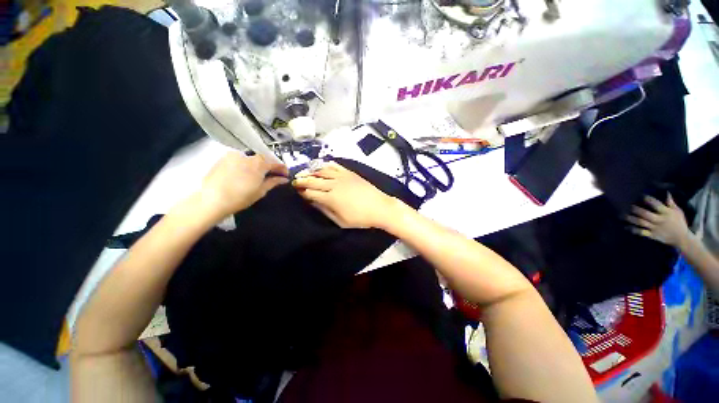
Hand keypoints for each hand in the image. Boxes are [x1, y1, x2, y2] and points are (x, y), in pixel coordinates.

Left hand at [199, 152, 287, 218]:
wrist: (212, 200)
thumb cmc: (240, 197)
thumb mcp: (261, 191)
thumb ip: (273, 182)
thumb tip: (284, 179)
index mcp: (259, 163)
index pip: (275, 162)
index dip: (282, 168)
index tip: (286, 174)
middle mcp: (247, 156)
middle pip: (264, 159)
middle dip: (270, 166)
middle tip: (275, 175)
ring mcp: (234, 156)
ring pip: (252, 158)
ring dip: (259, 165)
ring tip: (260, 175)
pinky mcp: (224, 158)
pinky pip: (240, 159)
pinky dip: (247, 164)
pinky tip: (246, 173)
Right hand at [292, 162, 400, 228]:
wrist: (380, 207)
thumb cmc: (360, 218)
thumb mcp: (340, 221)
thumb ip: (325, 211)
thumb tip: (313, 202)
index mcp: (330, 198)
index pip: (311, 193)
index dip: (302, 192)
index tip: (297, 191)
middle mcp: (334, 185)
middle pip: (313, 180)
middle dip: (302, 180)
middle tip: (295, 181)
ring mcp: (342, 177)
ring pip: (322, 171)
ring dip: (311, 171)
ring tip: (304, 172)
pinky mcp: (349, 173)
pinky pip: (335, 166)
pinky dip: (325, 165)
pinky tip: (320, 165)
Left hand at [626, 193, 689, 247]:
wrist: (682, 239)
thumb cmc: (679, 222)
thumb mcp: (677, 211)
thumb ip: (671, 203)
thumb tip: (667, 192)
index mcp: (666, 213)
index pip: (656, 205)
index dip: (648, 200)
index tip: (641, 195)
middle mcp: (659, 220)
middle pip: (645, 214)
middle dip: (636, 209)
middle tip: (627, 205)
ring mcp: (655, 228)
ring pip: (641, 222)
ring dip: (631, 219)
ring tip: (622, 215)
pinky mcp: (652, 235)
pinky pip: (641, 232)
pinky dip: (633, 230)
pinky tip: (626, 226)